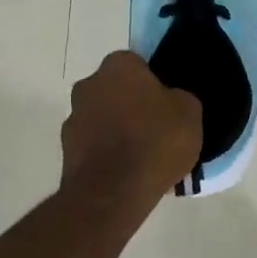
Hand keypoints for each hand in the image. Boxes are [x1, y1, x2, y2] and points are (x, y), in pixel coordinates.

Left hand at [60, 51, 202, 212]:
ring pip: (103, 118)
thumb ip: (180, 98)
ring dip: (117, 130)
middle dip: (132, 105)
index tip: (167, 106)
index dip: (154, 85)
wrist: (113, 192)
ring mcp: (73, 118)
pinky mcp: (66, 151)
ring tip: (142, 158)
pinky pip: (94, 146)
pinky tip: (127, 173)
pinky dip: (107, 154)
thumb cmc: (155, 141)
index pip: (138, 65)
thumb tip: (171, 100)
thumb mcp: (190, 112)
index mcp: (119, 66)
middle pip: (116, 90)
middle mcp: (89, 84)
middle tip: (157, 130)